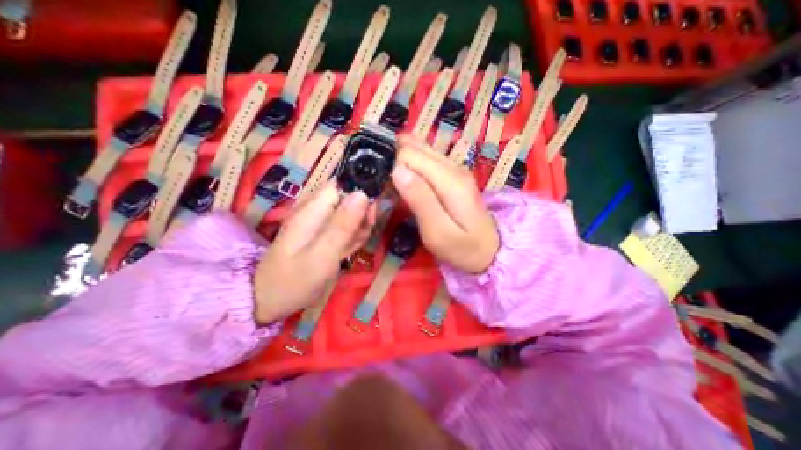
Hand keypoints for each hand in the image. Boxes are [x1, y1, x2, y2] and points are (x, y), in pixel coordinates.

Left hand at [254, 183, 376, 322]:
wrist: (270, 302)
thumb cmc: (294, 281)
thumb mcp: (322, 255)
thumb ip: (342, 225)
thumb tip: (363, 194)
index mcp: (313, 208)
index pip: (341, 182)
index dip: (361, 189)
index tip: (372, 209)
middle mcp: (317, 210)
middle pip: (350, 198)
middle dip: (363, 213)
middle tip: (363, 233)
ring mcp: (321, 223)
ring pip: (352, 214)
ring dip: (359, 228)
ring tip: (352, 247)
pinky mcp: (325, 234)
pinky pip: (347, 228)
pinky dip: (353, 237)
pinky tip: (348, 251)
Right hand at [391, 133, 497, 273]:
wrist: (489, 250)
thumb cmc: (462, 248)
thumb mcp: (438, 232)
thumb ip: (420, 200)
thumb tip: (397, 170)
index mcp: (448, 179)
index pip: (409, 154)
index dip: (390, 165)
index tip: (380, 184)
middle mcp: (452, 166)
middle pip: (413, 147)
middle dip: (393, 158)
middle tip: (381, 182)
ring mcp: (454, 168)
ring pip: (419, 149)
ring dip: (400, 159)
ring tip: (389, 181)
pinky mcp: (452, 174)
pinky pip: (426, 159)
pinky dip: (410, 164)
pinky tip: (403, 179)